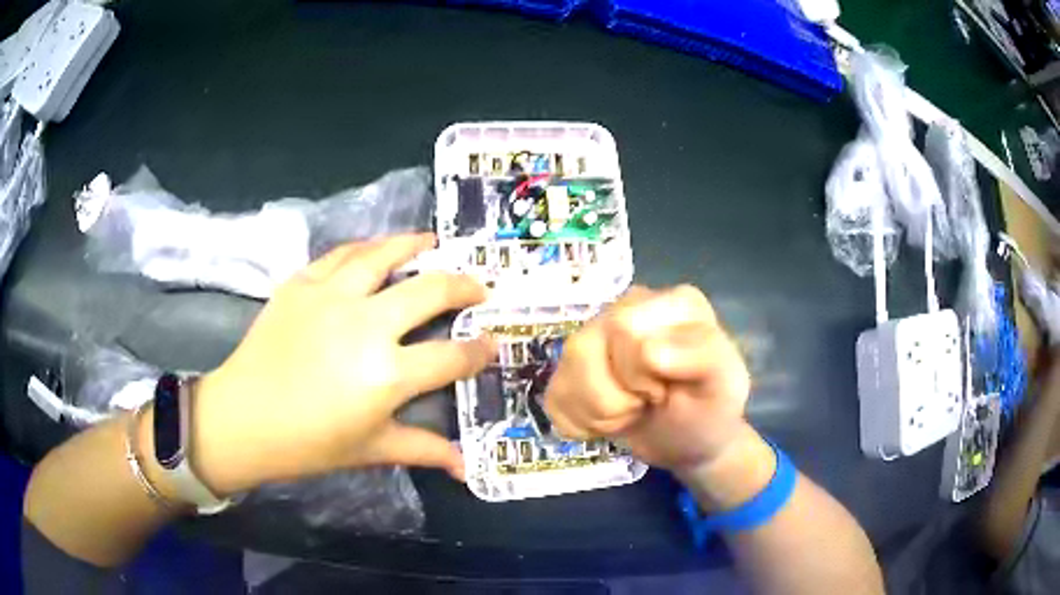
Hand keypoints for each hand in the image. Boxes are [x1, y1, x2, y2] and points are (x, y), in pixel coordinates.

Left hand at [189, 234, 494, 494]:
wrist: (243, 418)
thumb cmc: (308, 443)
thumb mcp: (370, 450)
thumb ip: (423, 450)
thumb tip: (466, 467)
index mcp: (388, 374)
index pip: (451, 356)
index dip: (479, 350)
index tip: (492, 343)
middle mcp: (367, 324)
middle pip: (430, 291)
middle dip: (464, 286)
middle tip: (479, 285)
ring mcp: (332, 297)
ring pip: (384, 255)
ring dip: (416, 245)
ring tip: (435, 242)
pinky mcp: (302, 283)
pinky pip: (341, 255)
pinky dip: (367, 248)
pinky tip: (378, 248)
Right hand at [544, 285, 751, 472]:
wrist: (690, 440)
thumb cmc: (709, 407)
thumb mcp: (725, 384)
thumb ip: (702, 356)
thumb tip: (648, 349)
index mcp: (670, 301)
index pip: (624, 329)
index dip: (638, 373)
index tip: (664, 390)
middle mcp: (627, 307)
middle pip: (584, 348)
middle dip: (614, 396)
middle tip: (646, 403)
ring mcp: (595, 335)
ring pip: (564, 372)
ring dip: (597, 413)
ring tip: (629, 413)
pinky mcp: (572, 369)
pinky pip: (553, 397)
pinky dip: (579, 424)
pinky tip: (608, 421)